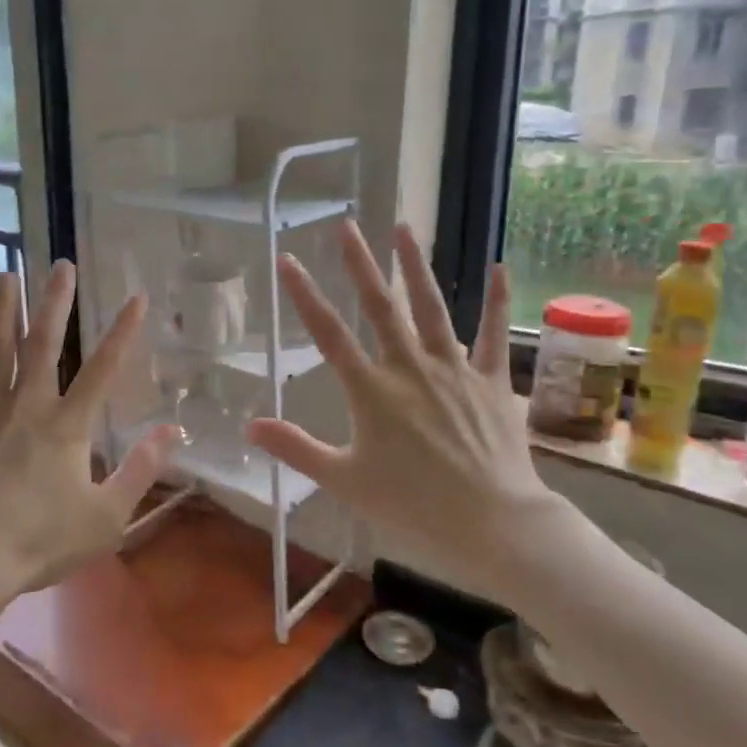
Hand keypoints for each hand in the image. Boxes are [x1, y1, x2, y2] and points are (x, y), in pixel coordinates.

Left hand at [0, 260, 177, 598]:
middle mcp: (26, 407)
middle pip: (42, 345)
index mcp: (67, 427)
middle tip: (59, 265)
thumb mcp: (106, 516)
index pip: (102, 369)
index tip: (136, 296)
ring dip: (0, 313)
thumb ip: (140, 470)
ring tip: (4, 276)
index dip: (122, 332)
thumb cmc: (40, 541)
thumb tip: (173, 431)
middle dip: (54, 303)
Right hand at [245, 222, 558, 592]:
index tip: (287, 259)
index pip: (328, 334)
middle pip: (379, 307)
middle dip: (359, 264)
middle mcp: (410, 368)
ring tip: (403, 229)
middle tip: (346, 225)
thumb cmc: (413, 506)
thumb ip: (296, 449)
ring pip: (431, 307)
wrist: (492, 522)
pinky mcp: (490, 380)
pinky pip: (493, 334)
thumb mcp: (344, 481)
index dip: (305, 295)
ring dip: (416, 266)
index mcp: (371, 391)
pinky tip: (498, 268)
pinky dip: (497, 301)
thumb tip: (248, 426)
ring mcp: (454, 369)